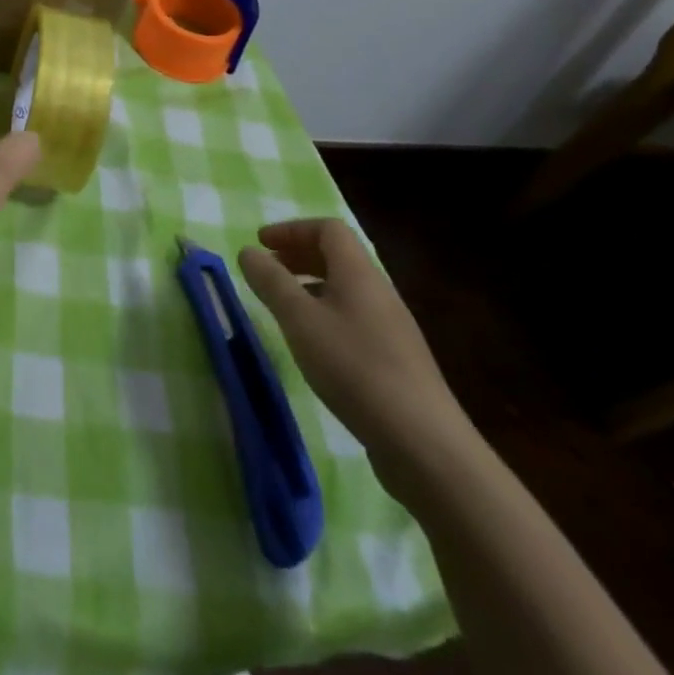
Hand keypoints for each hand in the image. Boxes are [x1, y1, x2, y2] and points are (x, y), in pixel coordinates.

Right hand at [239, 219, 477, 494]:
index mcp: (359, 273)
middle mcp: (379, 292)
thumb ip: (271, 282)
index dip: (292, 230)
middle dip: (298, 255)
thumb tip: (249, 251)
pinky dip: (326, 315)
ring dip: (311, 287)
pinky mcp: (396, 361)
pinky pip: (355, 319)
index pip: (328, 229)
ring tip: (283, 308)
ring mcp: (392, 328)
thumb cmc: (355, 368)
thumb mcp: (300, 320)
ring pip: (346, 290)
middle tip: (267, 271)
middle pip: (338, 257)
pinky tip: (313, 346)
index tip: (261, 245)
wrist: (425, 445)